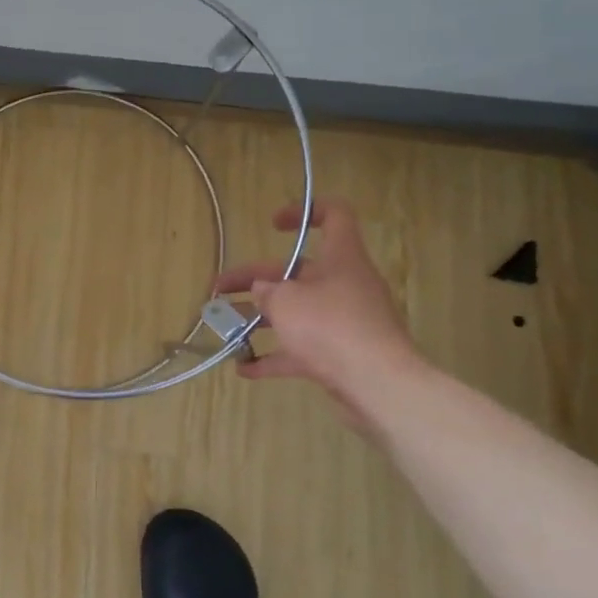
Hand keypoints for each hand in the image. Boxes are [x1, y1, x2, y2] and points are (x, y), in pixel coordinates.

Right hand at [214, 200, 422, 427]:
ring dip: (261, 318)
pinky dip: (274, 356)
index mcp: (341, 258)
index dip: (305, 211)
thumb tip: (261, 291)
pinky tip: (244, 369)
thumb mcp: (287, 301)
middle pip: (298, 272)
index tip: (273, 225)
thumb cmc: (331, 327)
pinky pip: (302, 349)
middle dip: (255, 279)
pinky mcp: (341, 354)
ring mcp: (345, 322)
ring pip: (297, 311)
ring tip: (225, 328)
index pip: (335, 216)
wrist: (378, 386)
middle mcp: (345, 284)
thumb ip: (267, 292)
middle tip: (219, 290)